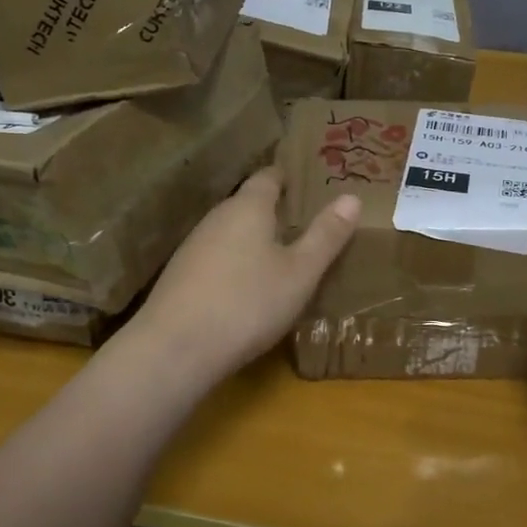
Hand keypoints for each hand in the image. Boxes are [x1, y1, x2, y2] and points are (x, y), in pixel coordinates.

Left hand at [132, 167, 360, 382]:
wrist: (174, 349)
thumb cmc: (248, 303)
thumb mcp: (300, 272)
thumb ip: (326, 235)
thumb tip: (351, 197)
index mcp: (248, 208)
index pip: (268, 177)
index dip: (287, 176)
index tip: (307, 180)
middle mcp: (217, 218)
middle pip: (248, 203)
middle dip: (274, 209)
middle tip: (305, 220)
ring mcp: (194, 247)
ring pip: (231, 232)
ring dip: (254, 237)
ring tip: (282, 253)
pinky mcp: (180, 276)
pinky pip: (217, 256)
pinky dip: (236, 261)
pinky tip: (248, 285)